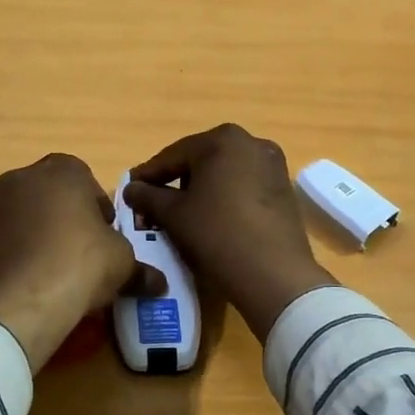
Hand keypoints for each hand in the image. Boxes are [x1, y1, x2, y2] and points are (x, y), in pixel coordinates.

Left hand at [0, 153, 162, 370]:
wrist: (22, 301)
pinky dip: (22, 250)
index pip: (86, 178)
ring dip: (43, 232)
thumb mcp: (123, 263)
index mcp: (62, 169)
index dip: (98, 207)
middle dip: (68, 216)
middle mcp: (24, 177)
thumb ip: (141, 268)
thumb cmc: (81, 263)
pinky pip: (9, 236)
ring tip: (59, 268)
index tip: (106, 235)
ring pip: (28, 213)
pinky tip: (36, 277)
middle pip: (53, 193)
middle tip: (85, 250)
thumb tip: (159, 284)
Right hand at [124, 124, 334, 341]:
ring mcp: (273, 165)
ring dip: (201, 189)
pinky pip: (244, 187)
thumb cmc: (216, 234)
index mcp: (222, 140)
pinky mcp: (284, 190)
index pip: (173, 155)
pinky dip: (225, 198)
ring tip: (182, 214)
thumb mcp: (173, 215)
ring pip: (224, 174)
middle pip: (201, 160)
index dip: (148, 175)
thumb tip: (131, 188)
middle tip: (155, 203)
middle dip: (176, 180)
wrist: (273, 274)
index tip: (130, 190)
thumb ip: (147, 196)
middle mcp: (251, 142)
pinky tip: (213, 220)